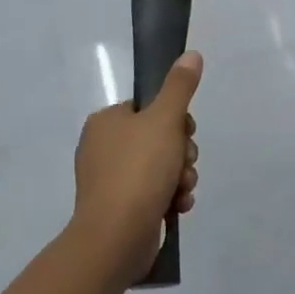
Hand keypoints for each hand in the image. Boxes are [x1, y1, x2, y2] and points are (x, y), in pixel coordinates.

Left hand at [69, 52, 201, 285]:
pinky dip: (170, 197)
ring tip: (182, 190)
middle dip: (181, 153)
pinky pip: (153, 193)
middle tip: (184, 164)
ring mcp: (109, 181)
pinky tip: (178, 206)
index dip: (176, 119)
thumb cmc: (138, 171)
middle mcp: (103, 148)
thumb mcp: (165, 120)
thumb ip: (180, 87)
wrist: (115, 238)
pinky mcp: (119, 209)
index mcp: (106, 122)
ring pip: (161, 166)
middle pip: (159, 137)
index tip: (185, 132)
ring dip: (180, 176)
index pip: (150, 108)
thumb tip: (191, 54)